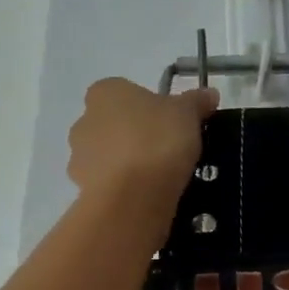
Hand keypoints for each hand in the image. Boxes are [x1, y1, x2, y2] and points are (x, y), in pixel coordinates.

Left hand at [67, 78, 218, 211]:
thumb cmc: (157, 140)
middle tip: (168, 150)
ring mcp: (79, 158)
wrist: (132, 197)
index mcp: (104, 92)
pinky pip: (108, 184)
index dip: (149, 107)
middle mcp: (83, 121)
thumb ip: (196, 102)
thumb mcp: (187, 113)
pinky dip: (124, 188)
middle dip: (136, 135)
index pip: (125, 92)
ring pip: (109, 156)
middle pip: (114, 124)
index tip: (171, 123)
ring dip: (128, 164)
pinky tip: (146, 196)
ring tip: (160, 178)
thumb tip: (209, 94)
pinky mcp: (83, 190)